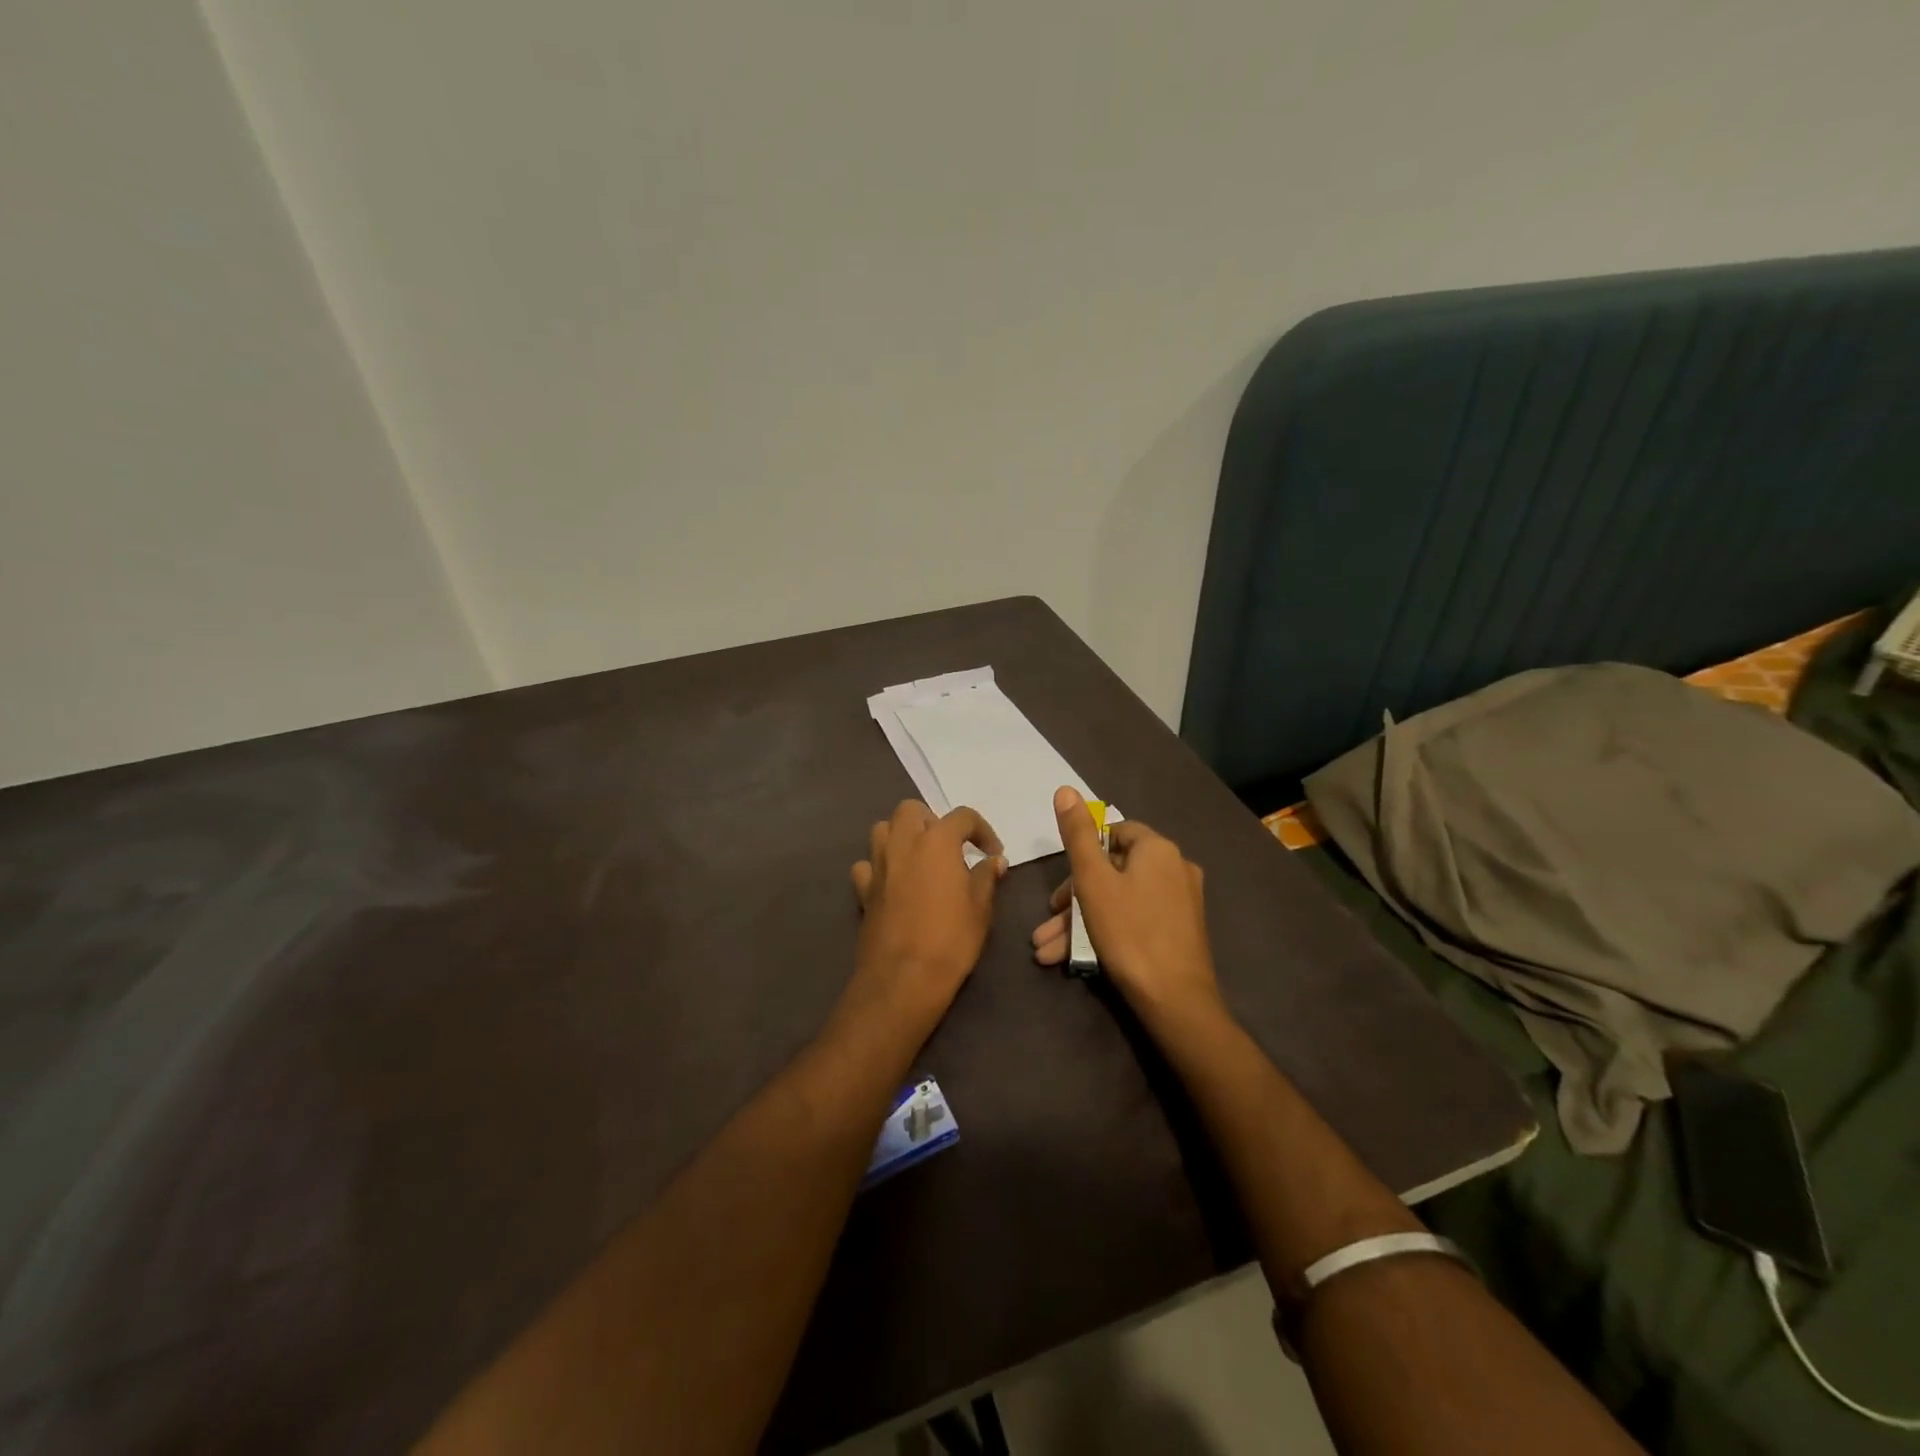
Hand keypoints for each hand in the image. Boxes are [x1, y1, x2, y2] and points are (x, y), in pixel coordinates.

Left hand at [848, 800, 1006, 1028]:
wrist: (903, 977)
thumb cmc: (951, 939)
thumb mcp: (981, 908)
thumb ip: (986, 877)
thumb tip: (994, 861)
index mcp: (937, 841)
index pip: (963, 817)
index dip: (982, 830)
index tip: (992, 853)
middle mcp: (903, 842)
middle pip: (912, 810)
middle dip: (932, 821)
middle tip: (949, 848)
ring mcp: (878, 864)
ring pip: (883, 829)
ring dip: (902, 835)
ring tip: (920, 858)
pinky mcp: (862, 889)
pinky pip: (867, 864)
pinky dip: (879, 866)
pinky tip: (893, 882)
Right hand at [1032, 786, 1220, 1024]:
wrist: (1175, 1000)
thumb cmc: (1129, 932)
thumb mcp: (1093, 881)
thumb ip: (1078, 835)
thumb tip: (1066, 789)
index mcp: (1158, 849)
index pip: (1115, 833)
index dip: (1083, 853)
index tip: (1061, 883)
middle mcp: (1175, 868)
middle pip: (1113, 872)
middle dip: (1072, 900)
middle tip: (1048, 923)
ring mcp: (1180, 902)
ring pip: (1118, 901)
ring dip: (1079, 923)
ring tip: (1046, 951)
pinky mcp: (1179, 932)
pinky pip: (1134, 920)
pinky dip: (1104, 933)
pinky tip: (1071, 959)